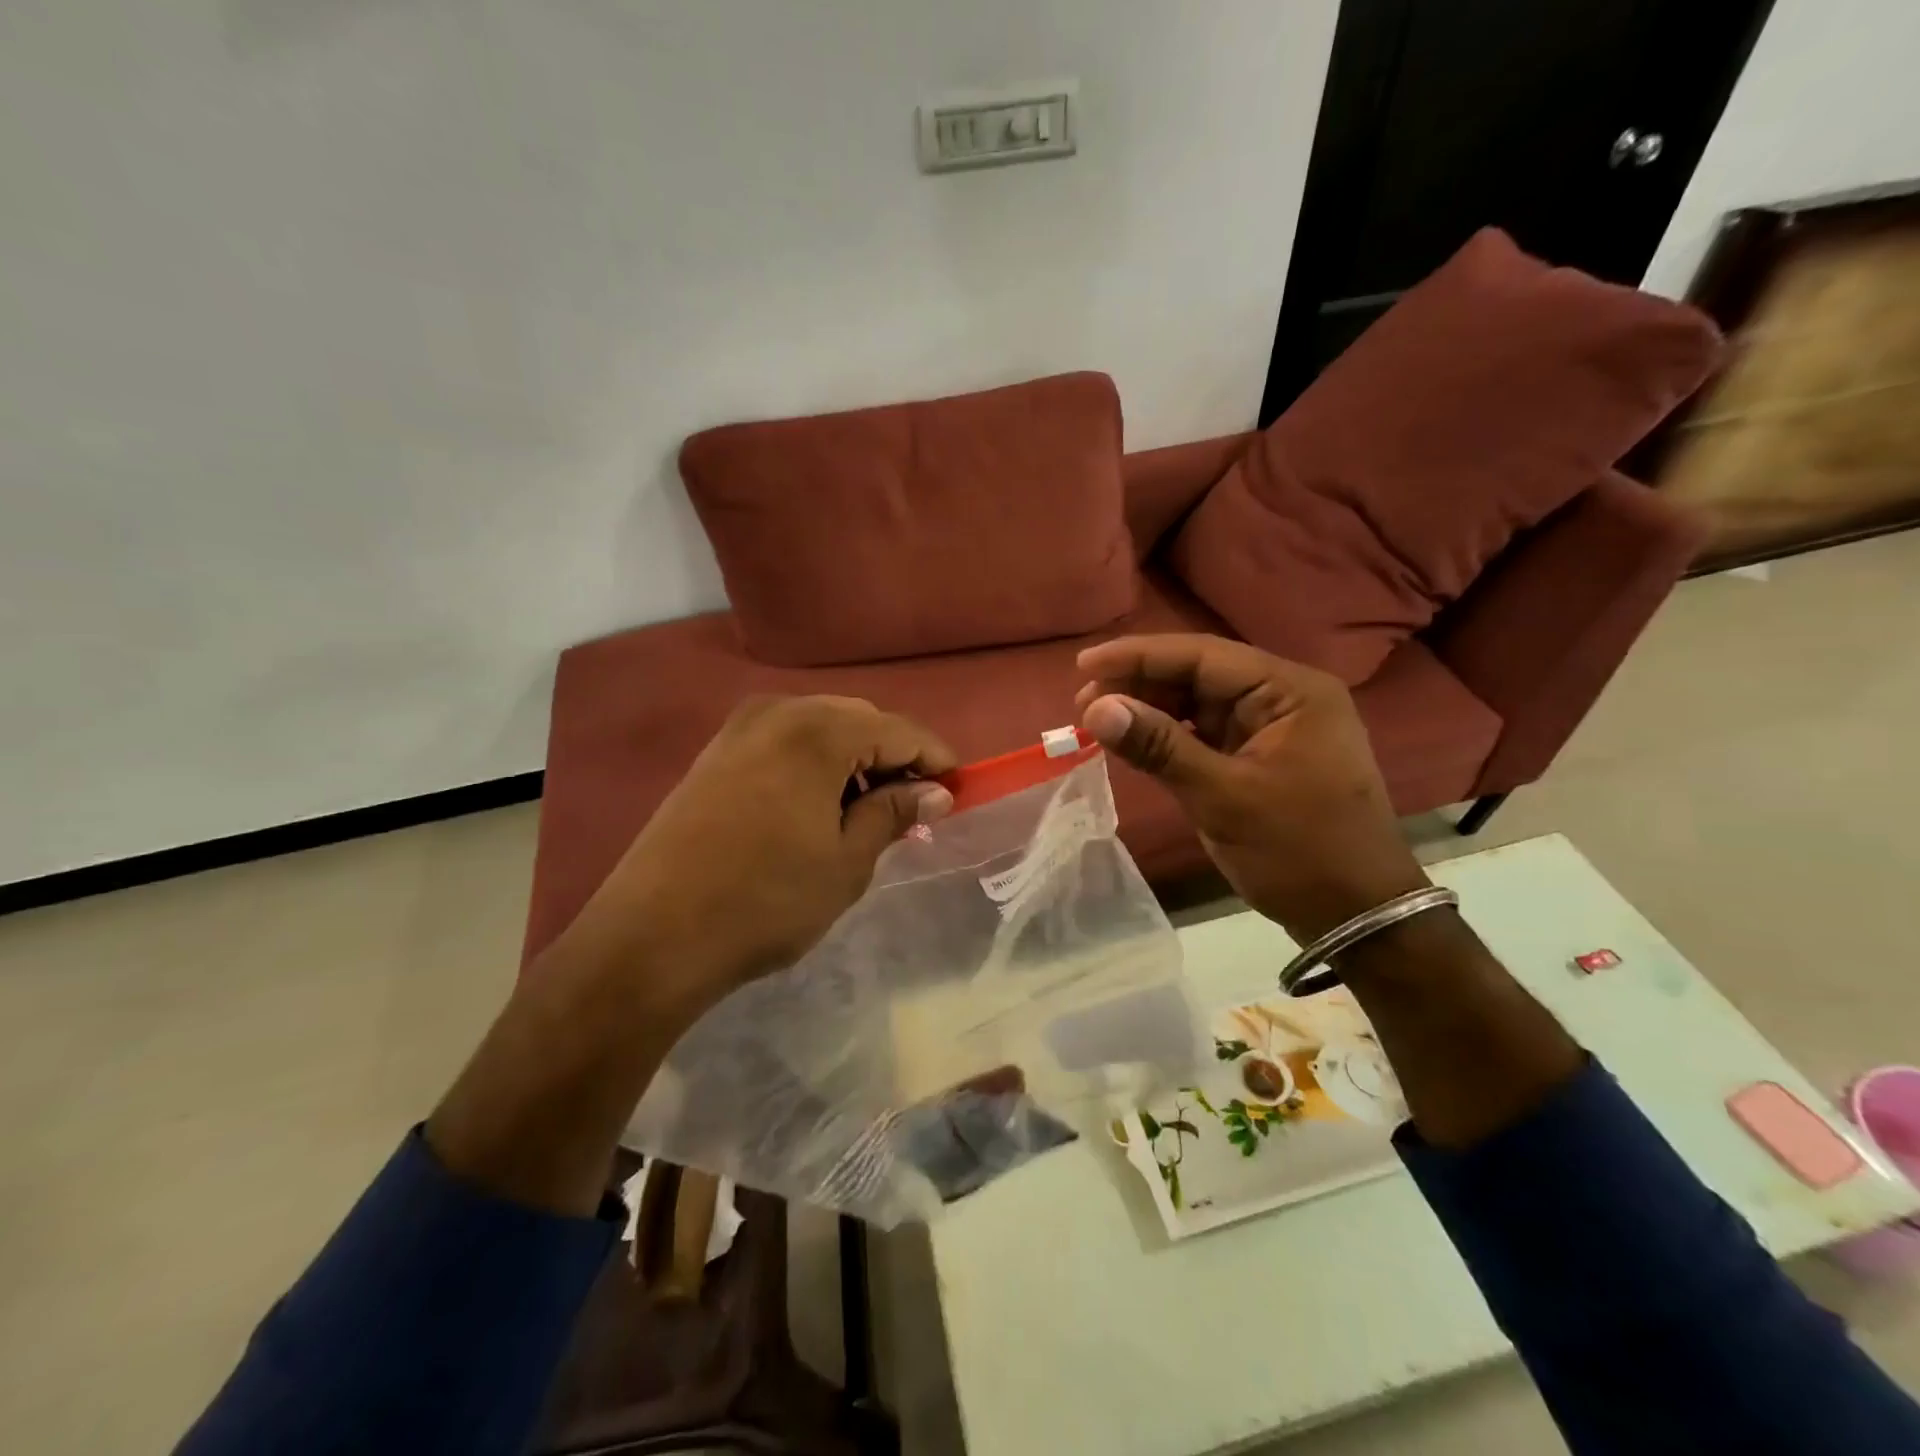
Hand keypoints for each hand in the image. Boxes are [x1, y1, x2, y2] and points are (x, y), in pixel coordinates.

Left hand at [547, 695, 955, 1022]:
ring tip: (869, 812)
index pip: (898, 730)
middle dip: (894, 758)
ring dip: (854, 761)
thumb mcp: (847, 862)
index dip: (935, 758)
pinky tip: (820, 807)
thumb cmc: (766, 901)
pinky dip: (815, 765)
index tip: (959, 789)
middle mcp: (778, 712)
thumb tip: (936, 792)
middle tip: (914, 807)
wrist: (652, 936)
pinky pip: (785, 743)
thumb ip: (894, 814)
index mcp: (818, 731)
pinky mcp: (714, 754)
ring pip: (820, 729)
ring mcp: (739, 730)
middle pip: (859, 721)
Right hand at [1074, 634, 1426, 942]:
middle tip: (1083, 702)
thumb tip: (1095, 708)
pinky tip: (1135, 741)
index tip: (1084, 666)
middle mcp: (1284, 698)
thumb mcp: (1223, 797)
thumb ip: (1159, 746)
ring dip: (1151, 709)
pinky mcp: (1261, 757)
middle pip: (1200, 675)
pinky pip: (1205, 734)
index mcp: (1291, 691)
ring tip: (1099, 720)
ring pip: (1198, 703)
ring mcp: (1273, 728)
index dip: (1140, 656)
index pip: (1204, 656)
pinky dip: (1169, 736)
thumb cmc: (1298, 851)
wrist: (1356, 915)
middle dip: (1141, 684)